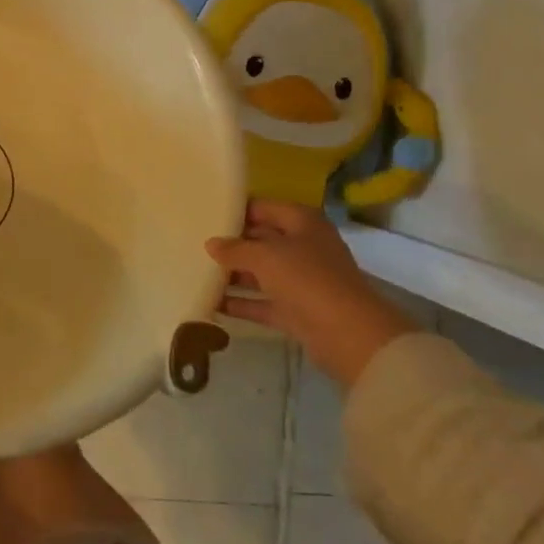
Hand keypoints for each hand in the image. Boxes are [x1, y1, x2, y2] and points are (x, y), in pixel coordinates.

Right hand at [205, 200, 416, 387]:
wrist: (349, 335)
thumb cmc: (307, 279)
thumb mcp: (264, 256)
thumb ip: (234, 248)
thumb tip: (211, 244)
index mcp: (302, 222)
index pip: (262, 208)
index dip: (235, 210)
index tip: (204, 214)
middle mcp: (304, 247)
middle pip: (260, 240)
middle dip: (231, 244)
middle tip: (194, 244)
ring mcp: (301, 281)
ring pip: (260, 273)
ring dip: (232, 275)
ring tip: (196, 272)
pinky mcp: (297, 311)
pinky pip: (262, 302)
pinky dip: (241, 303)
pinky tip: (211, 302)